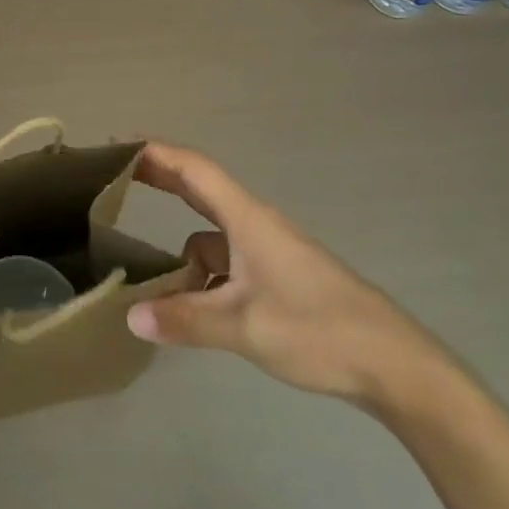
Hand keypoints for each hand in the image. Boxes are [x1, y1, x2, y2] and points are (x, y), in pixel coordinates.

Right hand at [124, 141, 446, 411]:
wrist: (393, 364)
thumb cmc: (318, 330)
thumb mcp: (243, 327)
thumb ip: (185, 320)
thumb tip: (131, 317)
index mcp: (247, 219)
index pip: (193, 168)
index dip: (155, 152)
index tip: (117, 144)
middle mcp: (255, 225)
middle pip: (199, 189)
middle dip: (159, 180)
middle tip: (115, 180)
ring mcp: (268, 252)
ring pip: (211, 238)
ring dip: (181, 252)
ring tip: (146, 279)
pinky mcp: (279, 277)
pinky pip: (227, 264)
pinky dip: (204, 277)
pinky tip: (192, 311)